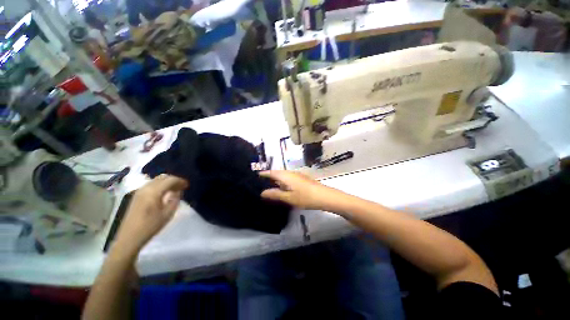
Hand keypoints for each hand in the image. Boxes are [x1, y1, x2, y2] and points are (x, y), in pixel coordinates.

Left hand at [114, 175, 187, 253]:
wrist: (129, 237)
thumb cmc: (150, 226)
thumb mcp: (168, 214)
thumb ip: (175, 199)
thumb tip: (178, 191)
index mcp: (154, 192)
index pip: (170, 180)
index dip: (180, 181)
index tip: (187, 185)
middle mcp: (145, 188)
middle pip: (162, 177)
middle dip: (173, 180)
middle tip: (181, 187)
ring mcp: (139, 191)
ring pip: (156, 180)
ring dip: (166, 182)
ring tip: (174, 190)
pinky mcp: (136, 196)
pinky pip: (151, 185)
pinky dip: (160, 185)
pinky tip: (164, 193)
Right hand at [260, 171, 346, 210]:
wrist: (324, 196)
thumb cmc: (305, 197)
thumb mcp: (288, 198)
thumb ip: (275, 194)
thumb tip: (262, 192)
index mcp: (285, 175)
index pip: (271, 172)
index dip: (263, 174)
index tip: (256, 176)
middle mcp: (290, 172)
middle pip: (277, 173)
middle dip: (269, 177)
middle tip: (261, 183)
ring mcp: (297, 175)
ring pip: (283, 175)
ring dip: (277, 180)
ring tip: (270, 186)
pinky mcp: (302, 178)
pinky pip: (289, 178)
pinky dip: (283, 182)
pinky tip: (283, 188)